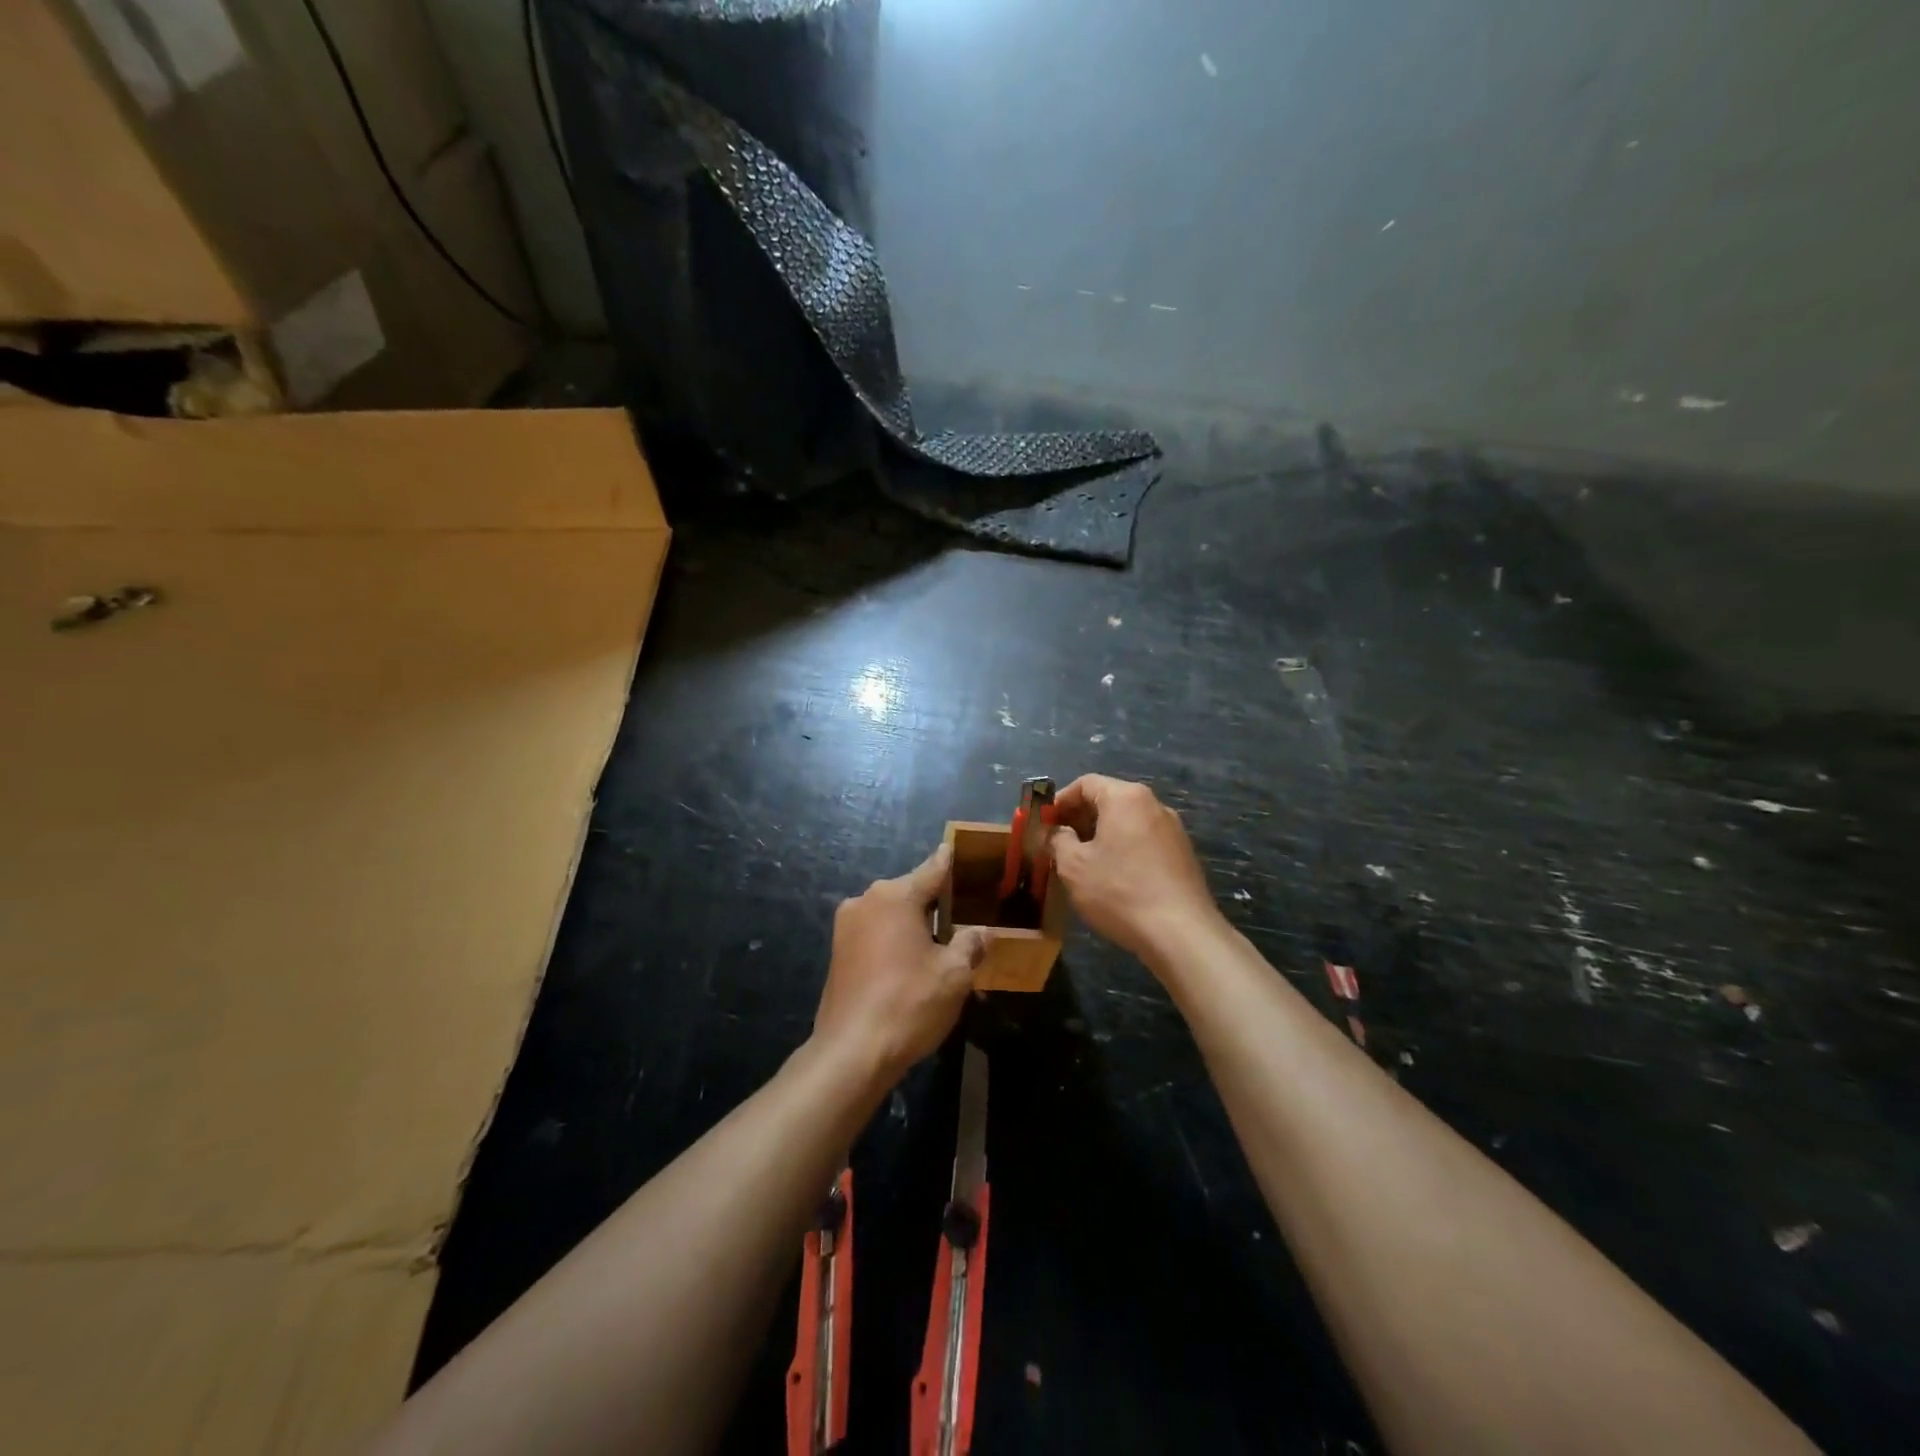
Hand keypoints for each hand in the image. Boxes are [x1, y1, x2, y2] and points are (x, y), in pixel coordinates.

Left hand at [813, 843, 989, 1086]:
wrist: (851, 1052)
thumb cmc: (909, 1003)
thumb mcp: (954, 974)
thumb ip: (970, 944)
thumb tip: (981, 931)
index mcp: (894, 896)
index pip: (932, 870)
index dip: (950, 862)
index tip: (959, 849)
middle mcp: (866, 901)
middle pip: (910, 892)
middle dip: (936, 901)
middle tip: (965, 912)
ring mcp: (846, 927)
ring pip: (891, 914)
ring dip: (914, 924)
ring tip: (943, 941)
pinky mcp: (838, 952)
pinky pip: (875, 934)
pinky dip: (895, 940)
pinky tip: (913, 962)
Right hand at [1049, 775, 1224, 964]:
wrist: (1181, 933)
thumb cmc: (1119, 891)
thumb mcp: (1073, 866)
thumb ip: (1057, 840)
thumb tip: (1056, 832)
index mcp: (1126, 797)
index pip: (1085, 783)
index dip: (1059, 801)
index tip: (1043, 825)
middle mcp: (1153, 804)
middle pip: (1108, 800)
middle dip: (1079, 819)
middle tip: (1058, 845)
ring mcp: (1173, 829)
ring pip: (1126, 822)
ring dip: (1100, 836)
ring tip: (1082, 864)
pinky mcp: (1183, 854)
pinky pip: (1143, 841)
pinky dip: (1123, 849)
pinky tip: (1113, 878)